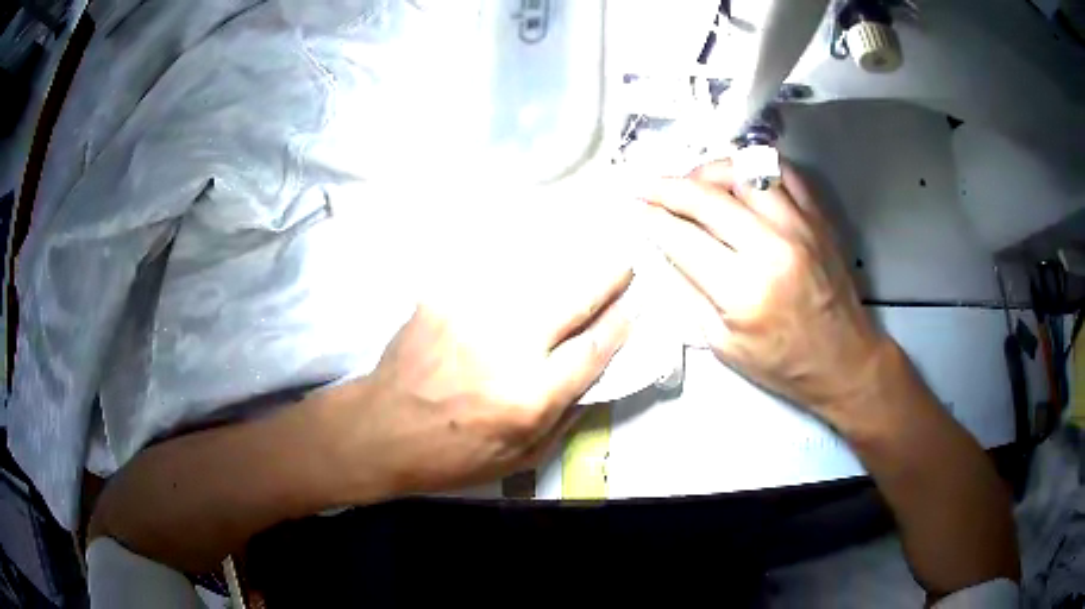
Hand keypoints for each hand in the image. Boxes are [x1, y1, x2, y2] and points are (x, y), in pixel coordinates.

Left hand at [342, 203, 633, 495]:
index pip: (592, 350)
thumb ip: (564, 419)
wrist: (381, 428)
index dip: (619, 325)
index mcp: (531, 397)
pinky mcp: (444, 301)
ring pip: (534, 279)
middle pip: (572, 301)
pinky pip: (491, 277)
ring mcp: (473, 317)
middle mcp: (508, 349)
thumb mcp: (519, 458)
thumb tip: (593, 379)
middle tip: (625, 263)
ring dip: (565, 268)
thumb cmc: (451, 455)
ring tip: (584, 257)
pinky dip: (516, 273)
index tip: (634, 307)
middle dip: (606, 278)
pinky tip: (525, 267)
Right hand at [641, 159, 887, 414]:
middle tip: (646, 186)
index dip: (650, 217)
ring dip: (709, 170)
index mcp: (744, 291)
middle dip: (667, 186)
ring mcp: (799, 225)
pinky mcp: (817, 217)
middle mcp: (772, 248)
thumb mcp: (723, 344)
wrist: (843, 360)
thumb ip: (688, 291)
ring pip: (744, 170)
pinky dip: (754, 167)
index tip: (631, 207)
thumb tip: (659, 248)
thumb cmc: (781, 363)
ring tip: (694, 183)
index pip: (682, 237)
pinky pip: (782, 171)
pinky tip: (738, 181)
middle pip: (707, 196)